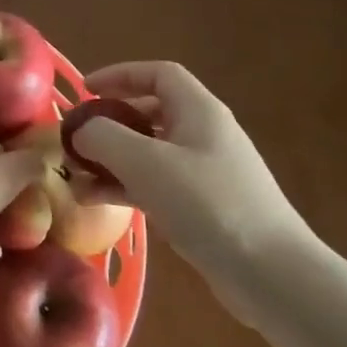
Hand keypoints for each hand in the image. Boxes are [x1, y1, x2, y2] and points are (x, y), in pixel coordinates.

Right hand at [73, 62, 314, 309]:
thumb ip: (103, 137)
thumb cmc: (207, 204)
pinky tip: (97, 203)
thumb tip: (80, 131)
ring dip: (110, 160)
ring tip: (76, 178)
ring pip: (148, 153)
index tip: (84, 90)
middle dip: (108, 123)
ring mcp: (205, 172)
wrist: (271, 273)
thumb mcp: (145, 163)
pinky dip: (125, 187)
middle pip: (149, 113)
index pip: (157, 74)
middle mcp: (203, 134)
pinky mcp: (203, 206)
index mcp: (198, 111)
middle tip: (76, 139)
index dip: (118, 75)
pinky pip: (155, 184)